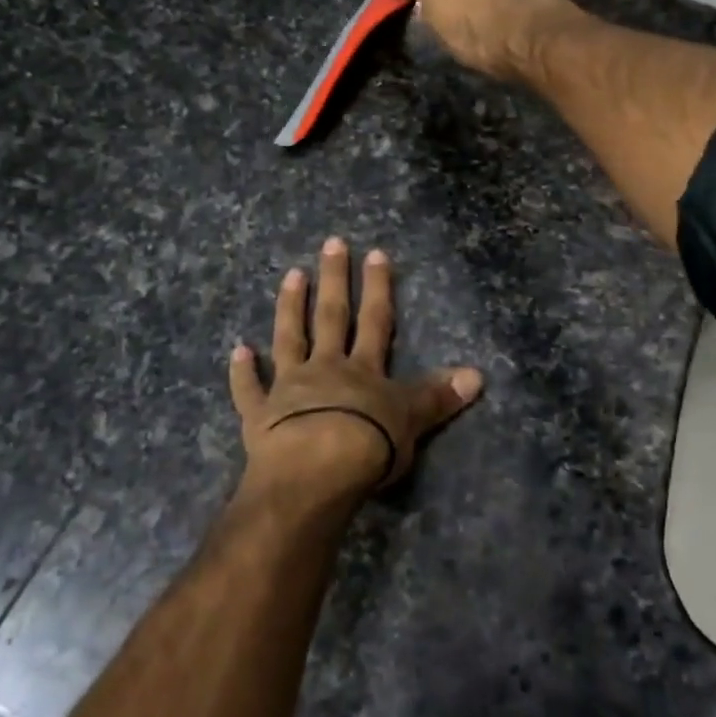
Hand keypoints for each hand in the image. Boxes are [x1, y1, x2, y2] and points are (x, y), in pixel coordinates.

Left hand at [229, 237, 482, 499]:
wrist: (313, 473)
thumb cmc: (368, 446)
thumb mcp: (413, 421)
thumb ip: (439, 396)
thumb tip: (479, 374)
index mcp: (363, 369)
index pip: (375, 320)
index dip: (378, 287)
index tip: (375, 254)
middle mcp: (325, 368)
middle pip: (331, 317)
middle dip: (334, 280)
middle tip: (331, 243)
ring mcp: (289, 388)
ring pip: (289, 339)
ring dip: (290, 308)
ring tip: (291, 275)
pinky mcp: (260, 415)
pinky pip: (249, 390)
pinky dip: (242, 372)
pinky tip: (237, 350)